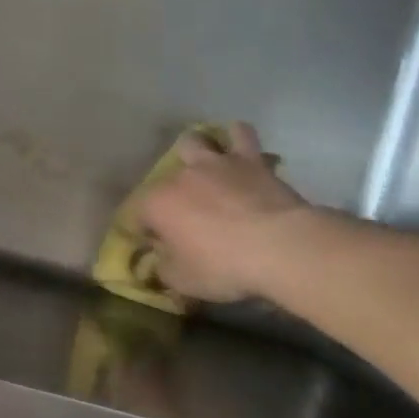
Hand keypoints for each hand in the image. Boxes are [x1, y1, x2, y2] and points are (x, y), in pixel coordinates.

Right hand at [136, 123, 313, 301]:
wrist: (280, 246)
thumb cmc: (223, 266)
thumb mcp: (182, 281)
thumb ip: (163, 267)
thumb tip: (159, 259)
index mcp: (157, 204)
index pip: (138, 216)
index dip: (146, 233)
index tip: (158, 249)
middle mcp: (180, 176)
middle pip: (163, 180)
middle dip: (169, 194)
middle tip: (185, 215)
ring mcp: (215, 164)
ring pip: (194, 143)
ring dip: (194, 153)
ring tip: (203, 168)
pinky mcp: (250, 160)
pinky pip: (241, 135)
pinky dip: (236, 137)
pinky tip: (237, 145)